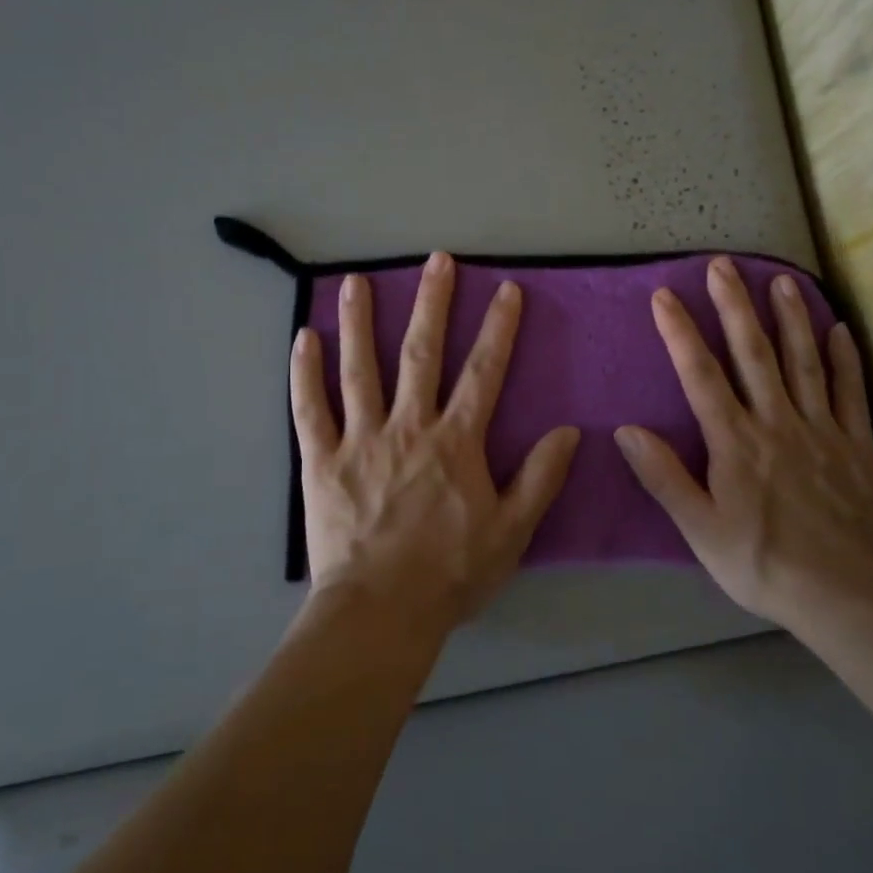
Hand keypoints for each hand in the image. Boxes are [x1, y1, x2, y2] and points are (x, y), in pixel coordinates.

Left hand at [290, 253, 580, 631]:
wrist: (380, 612)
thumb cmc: (449, 574)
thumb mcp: (512, 532)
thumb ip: (540, 478)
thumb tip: (568, 431)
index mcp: (455, 441)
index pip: (483, 372)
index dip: (498, 328)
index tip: (506, 290)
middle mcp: (408, 426)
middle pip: (421, 353)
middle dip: (432, 303)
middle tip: (436, 260)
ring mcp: (360, 439)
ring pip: (360, 368)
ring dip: (360, 321)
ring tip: (358, 280)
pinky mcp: (322, 459)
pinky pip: (310, 408)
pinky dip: (305, 372)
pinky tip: (304, 337)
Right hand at [614, 257, 872, 629]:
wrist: (846, 594)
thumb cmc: (762, 562)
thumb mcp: (700, 528)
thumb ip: (664, 477)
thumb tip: (627, 430)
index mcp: (735, 441)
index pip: (701, 375)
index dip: (680, 333)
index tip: (665, 295)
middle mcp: (776, 422)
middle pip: (753, 353)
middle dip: (735, 306)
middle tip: (723, 265)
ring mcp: (821, 429)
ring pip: (803, 361)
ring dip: (790, 318)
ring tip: (780, 280)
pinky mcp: (856, 445)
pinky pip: (849, 392)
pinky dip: (843, 358)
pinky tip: (838, 328)